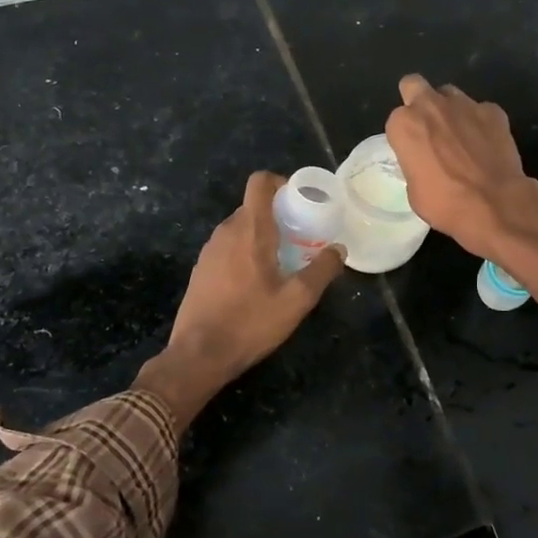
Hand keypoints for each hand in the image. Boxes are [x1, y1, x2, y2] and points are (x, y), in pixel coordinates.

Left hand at [134, 172, 344, 425]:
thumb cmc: (250, 323)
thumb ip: (322, 271)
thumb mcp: (297, 300)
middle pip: (253, 206)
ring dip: (262, 235)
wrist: (199, 355)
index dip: (281, 182)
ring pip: (240, 228)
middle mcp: (225, 232)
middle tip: (302, 237)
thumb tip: (338, 249)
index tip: (301, 201)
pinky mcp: (201, 269)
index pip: (260, 183)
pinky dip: (245, 251)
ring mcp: (209, 250)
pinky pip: (228, 247)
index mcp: (250, 230)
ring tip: (284, 261)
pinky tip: (257, 281)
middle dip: (279, 214)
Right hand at [386, 74, 534, 260]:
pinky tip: (486, 144)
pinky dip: (480, 123)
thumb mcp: (414, 189)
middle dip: (418, 100)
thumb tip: (425, 160)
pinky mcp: (493, 111)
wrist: (493, 204)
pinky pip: (480, 110)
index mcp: (404, 124)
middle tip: (428, 126)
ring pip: (450, 94)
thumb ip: (414, 162)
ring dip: (450, 110)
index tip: (413, 150)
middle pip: (415, 86)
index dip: (405, 134)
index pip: (397, 119)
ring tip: (460, 136)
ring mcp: (464, 104)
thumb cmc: (444, 203)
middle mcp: (430, 105)